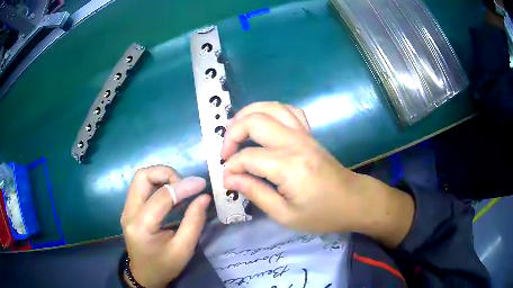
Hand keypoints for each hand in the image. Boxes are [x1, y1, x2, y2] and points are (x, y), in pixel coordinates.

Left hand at [121, 166, 210, 287]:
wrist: (144, 275)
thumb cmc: (164, 266)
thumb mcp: (184, 250)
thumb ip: (194, 222)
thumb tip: (204, 197)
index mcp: (141, 226)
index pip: (161, 196)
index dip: (183, 186)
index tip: (201, 184)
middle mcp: (129, 213)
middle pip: (143, 176)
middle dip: (166, 174)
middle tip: (184, 187)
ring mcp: (126, 209)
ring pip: (141, 178)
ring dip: (161, 178)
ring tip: (179, 191)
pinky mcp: (129, 209)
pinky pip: (142, 187)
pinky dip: (158, 185)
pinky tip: (171, 197)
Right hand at [221, 102, 413, 246]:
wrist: (353, 201)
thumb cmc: (322, 214)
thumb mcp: (285, 215)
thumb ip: (255, 193)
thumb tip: (229, 178)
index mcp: (289, 166)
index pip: (247, 157)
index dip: (231, 168)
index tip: (227, 181)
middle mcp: (295, 142)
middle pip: (254, 121)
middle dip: (232, 134)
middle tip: (226, 154)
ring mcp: (304, 134)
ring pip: (270, 107)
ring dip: (247, 114)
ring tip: (235, 130)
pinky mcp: (309, 134)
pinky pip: (288, 111)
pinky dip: (270, 111)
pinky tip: (263, 124)